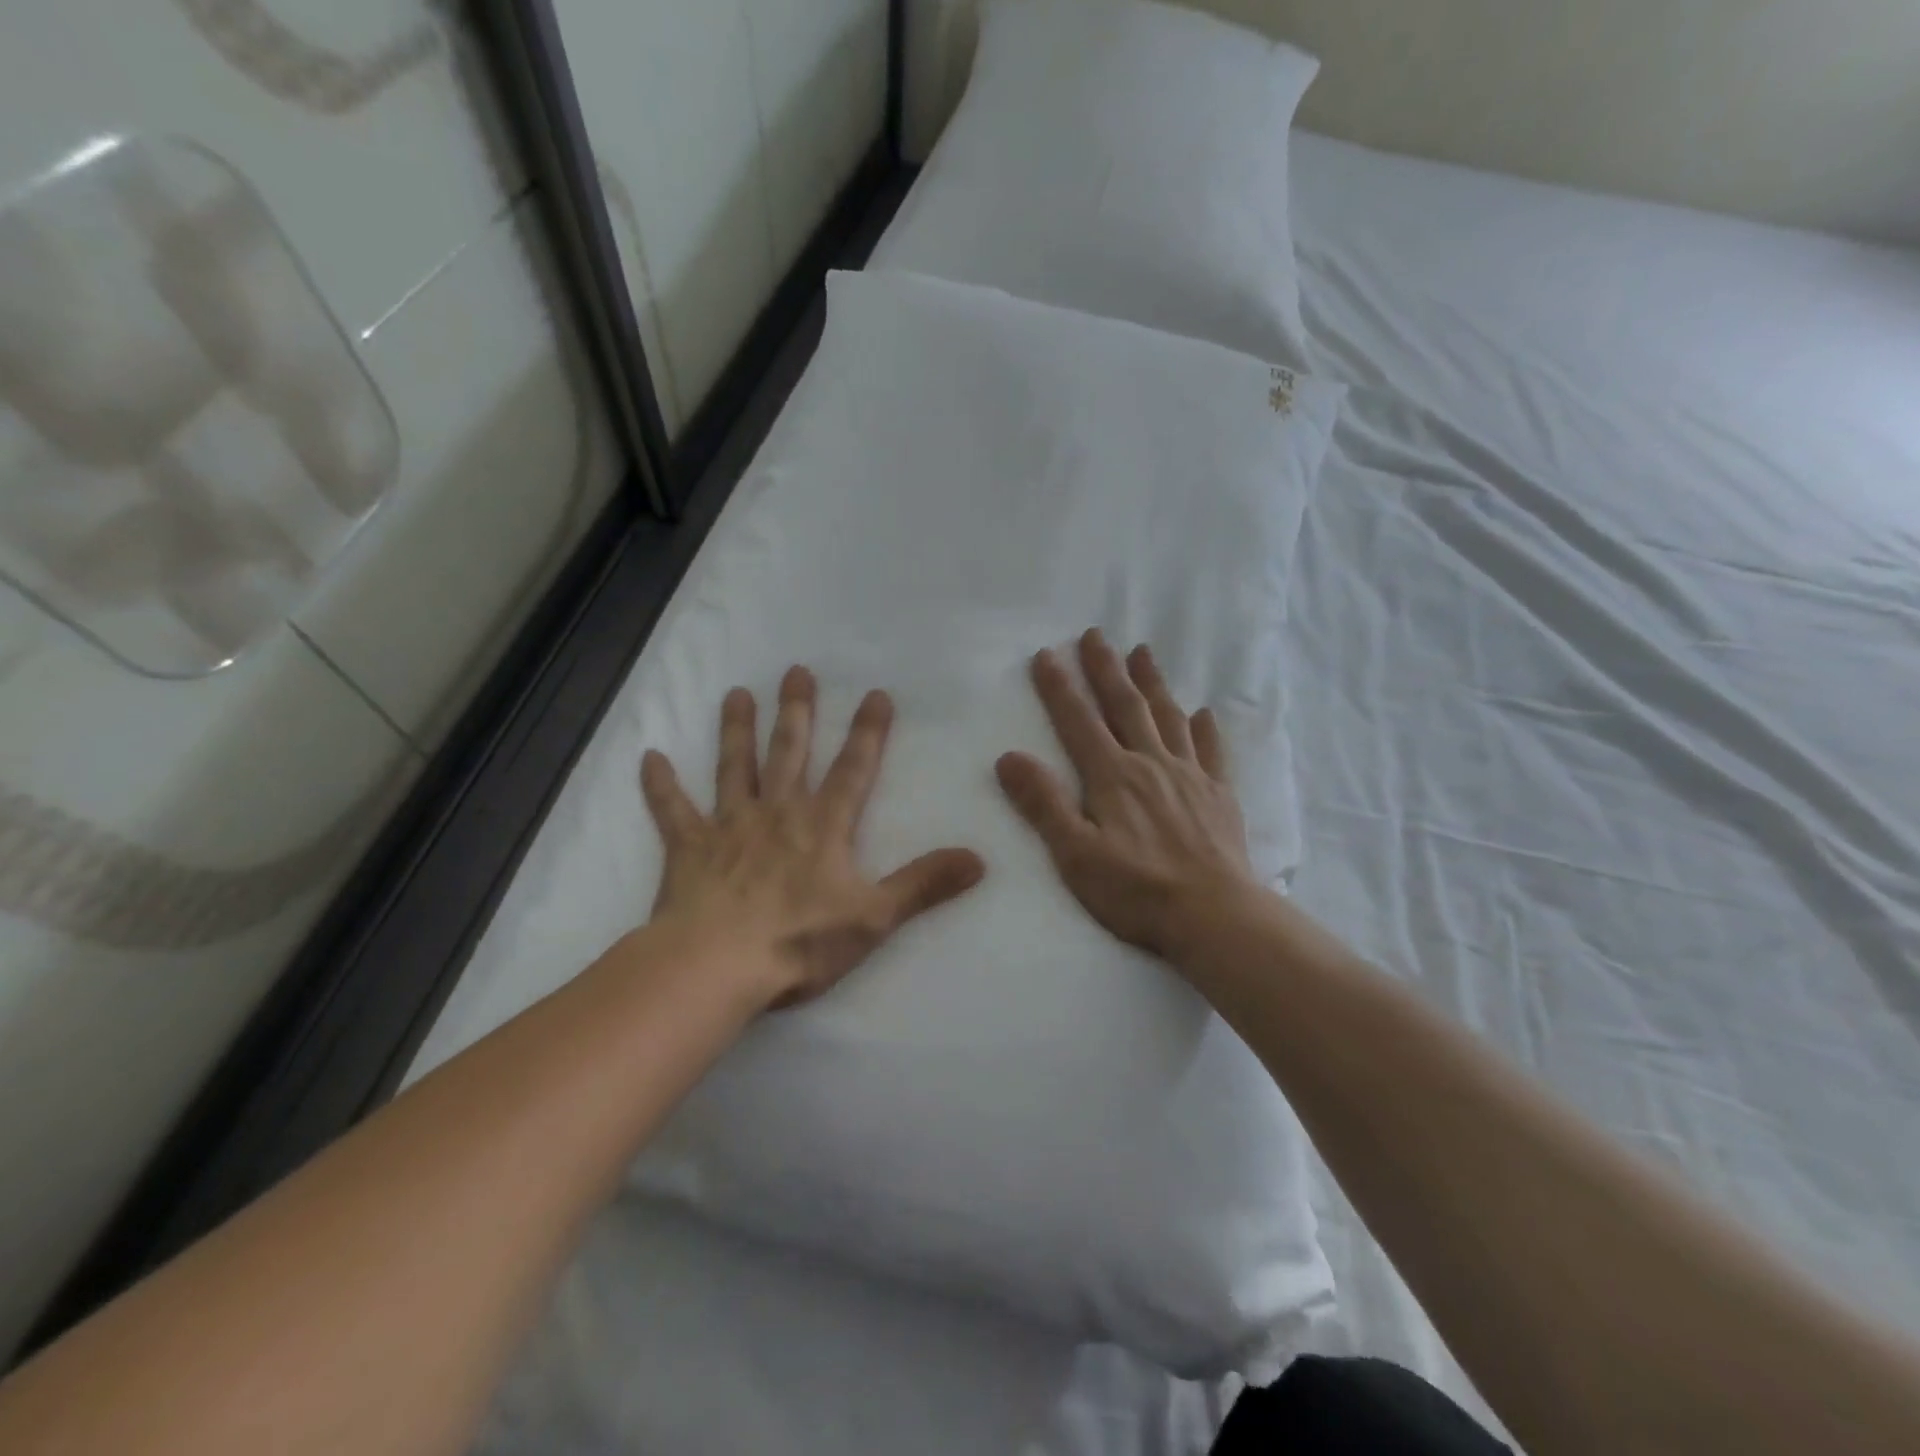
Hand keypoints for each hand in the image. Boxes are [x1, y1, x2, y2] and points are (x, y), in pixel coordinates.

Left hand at [641, 666, 985, 1010]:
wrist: (717, 965)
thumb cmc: (800, 941)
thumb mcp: (874, 917)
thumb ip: (924, 884)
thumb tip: (979, 859)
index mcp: (823, 827)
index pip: (853, 769)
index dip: (868, 732)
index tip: (875, 693)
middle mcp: (777, 813)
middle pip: (790, 752)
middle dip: (797, 711)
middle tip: (797, 671)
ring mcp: (730, 827)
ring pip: (735, 767)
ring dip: (736, 730)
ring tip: (737, 693)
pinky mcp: (689, 849)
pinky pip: (672, 811)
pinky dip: (660, 786)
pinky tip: (650, 758)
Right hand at [995, 630, 1258, 959]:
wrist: (1214, 915)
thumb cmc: (1136, 890)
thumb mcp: (1075, 854)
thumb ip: (1043, 803)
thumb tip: (1009, 758)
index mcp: (1112, 776)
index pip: (1078, 721)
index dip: (1059, 687)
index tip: (1046, 654)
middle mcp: (1150, 763)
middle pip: (1125, 706)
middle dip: (1106, 669)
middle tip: (1095, 634)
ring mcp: (1189, 776)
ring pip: (1168, 717)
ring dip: (1153, 683)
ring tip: (1143, 651)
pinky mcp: (1219, 795)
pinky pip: (1212, 751)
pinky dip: (1205, 728)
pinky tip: (1203, 713)